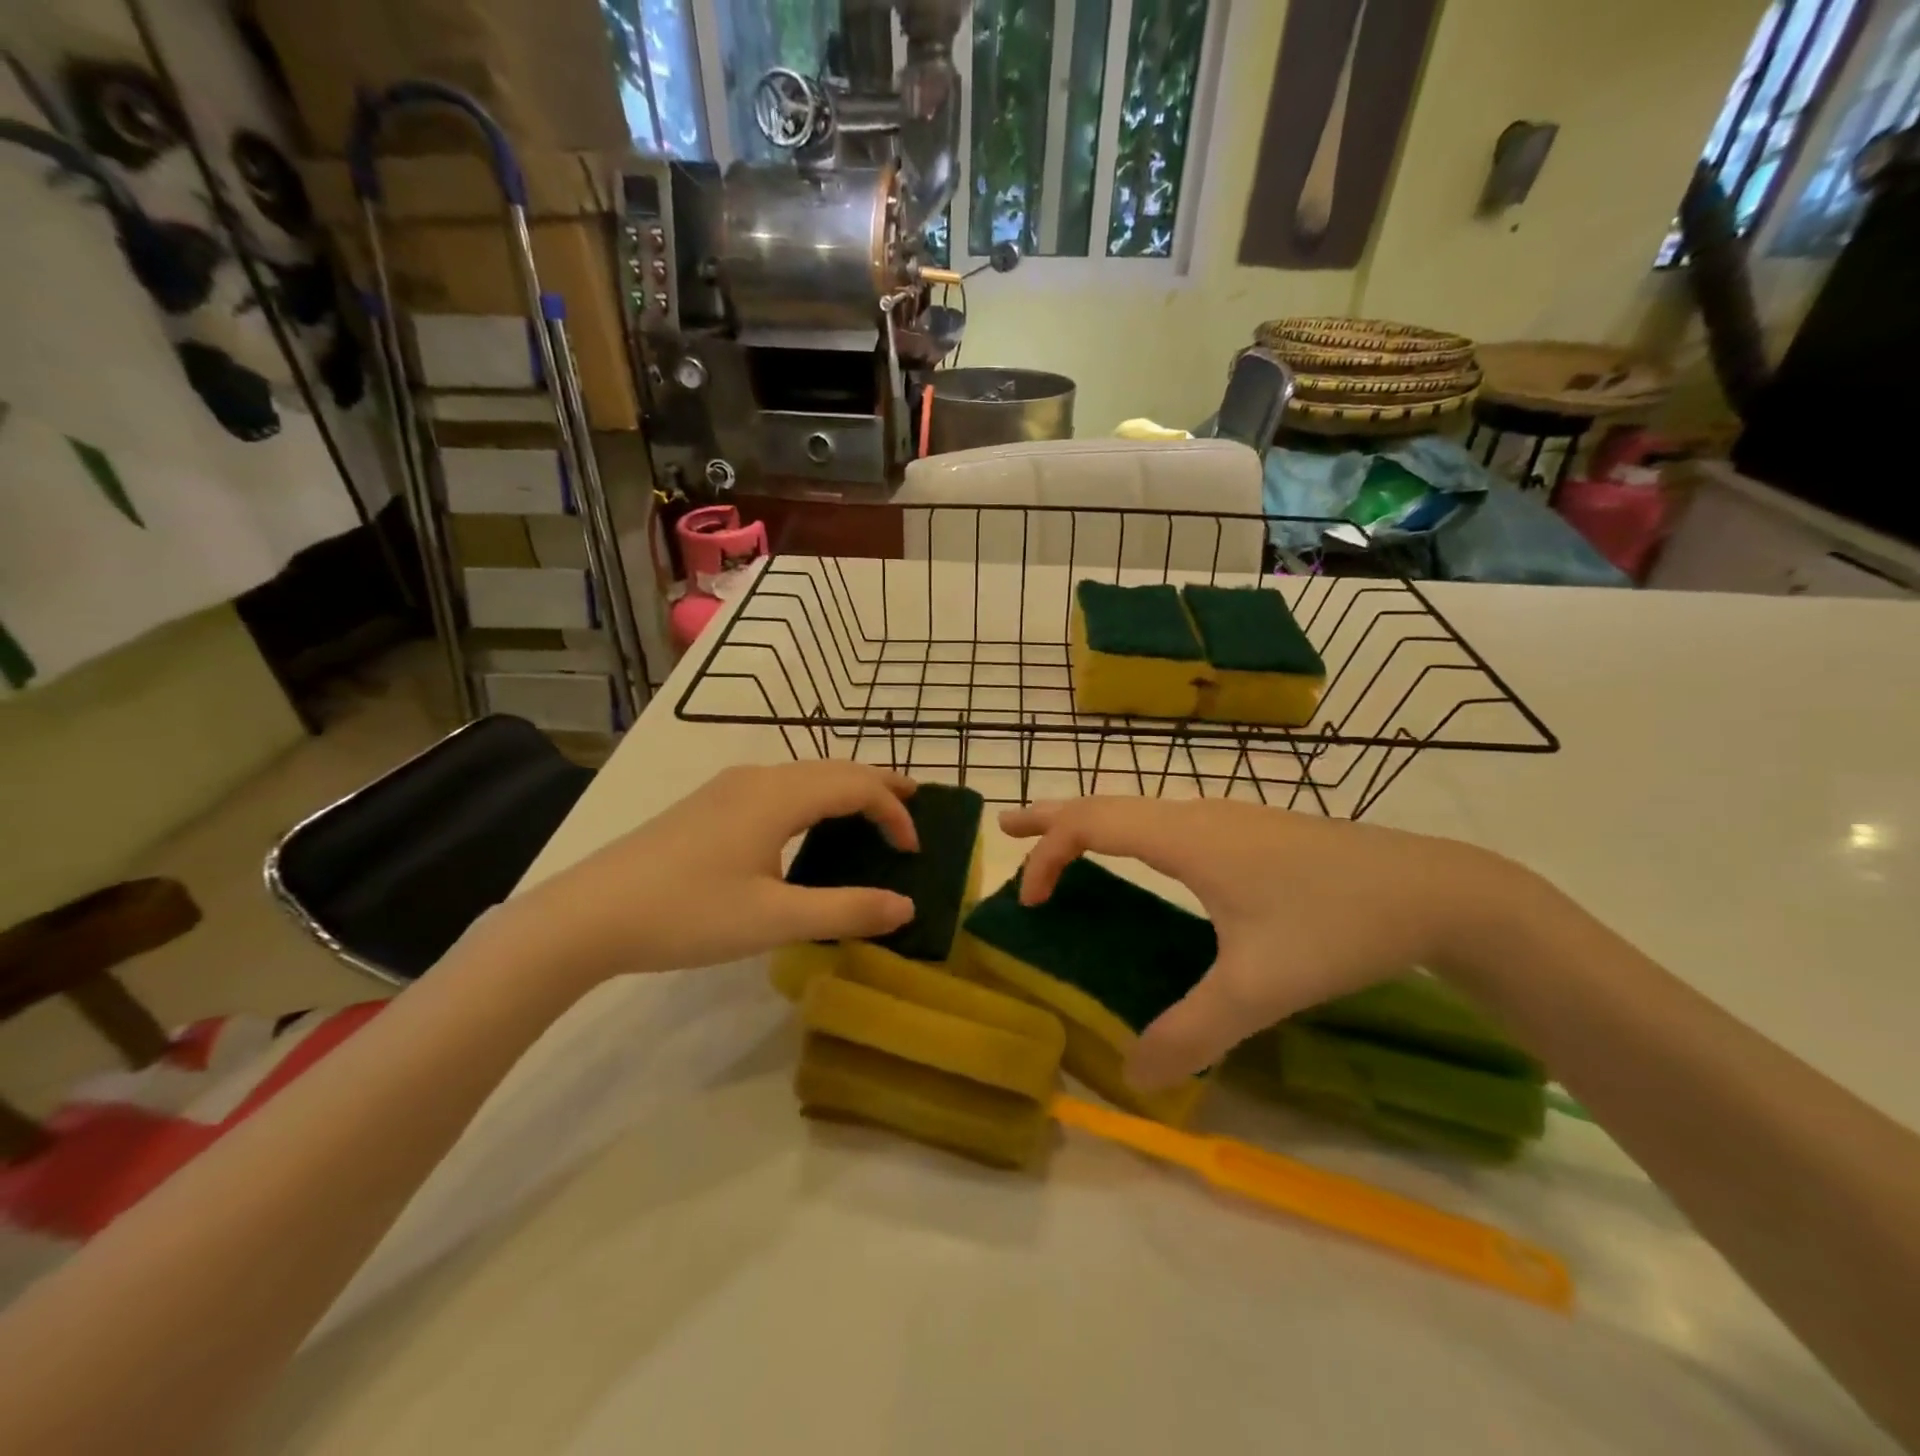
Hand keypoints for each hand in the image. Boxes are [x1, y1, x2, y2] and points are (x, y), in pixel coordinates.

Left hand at [510, 762, 919, 980]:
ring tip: (870, 810)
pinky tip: (808, 824)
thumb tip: (906, 906)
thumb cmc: (687, 914)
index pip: (857, 786)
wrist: (588, 914)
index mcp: (779, 796)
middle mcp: (758, 778)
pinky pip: (780, 785)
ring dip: (844, 787)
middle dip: (878, 784)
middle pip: (834, 768)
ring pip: (805, 774)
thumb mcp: (774, 920)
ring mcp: (728, 787)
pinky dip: (815, 796)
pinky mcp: (708, 804)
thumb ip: (846, 910)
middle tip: (913, 804)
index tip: (913, 851)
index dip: (894, 813)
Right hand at [999, 798, 1524, 1090]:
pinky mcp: (1251, 831)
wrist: (1433, 891)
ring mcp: (1227, 818)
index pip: (1090, 825)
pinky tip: (1145, 860)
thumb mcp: (1259, 987)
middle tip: (1008, 828)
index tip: (1028, 902)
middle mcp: (1196, 814)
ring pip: (1139, 809)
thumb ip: (1192, 1032)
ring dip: (1092, 823)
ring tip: (1062, 843)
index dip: (1048, 855)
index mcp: (1184, 837)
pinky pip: (1166, 821)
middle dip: (1052, 816)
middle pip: (1106, 804)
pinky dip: (1128, 832)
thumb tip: (1134, 1076)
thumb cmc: (1335, 925)